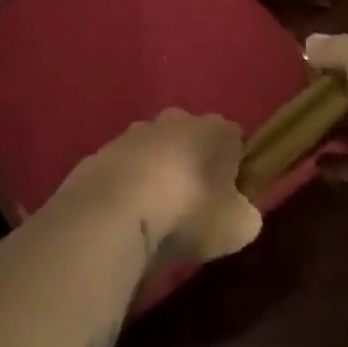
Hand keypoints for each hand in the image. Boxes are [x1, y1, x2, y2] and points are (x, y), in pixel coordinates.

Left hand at [66, 109, 261, 264]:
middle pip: (192, 140)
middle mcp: (175, 119)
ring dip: (156, 176)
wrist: (112, 213)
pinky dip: (125, 189)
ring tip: (153, 218)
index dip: (234, 169)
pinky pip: (122, 171)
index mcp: (215, 129)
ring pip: (154, 152)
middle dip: (192, 167)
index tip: (227, 199)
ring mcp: (133, 133)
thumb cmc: (188, 212)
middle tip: (191, 208)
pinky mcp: (100, 152)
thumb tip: (239, 213)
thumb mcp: (238, 227)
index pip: (234, 140)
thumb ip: (246, 215)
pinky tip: (125, 219)